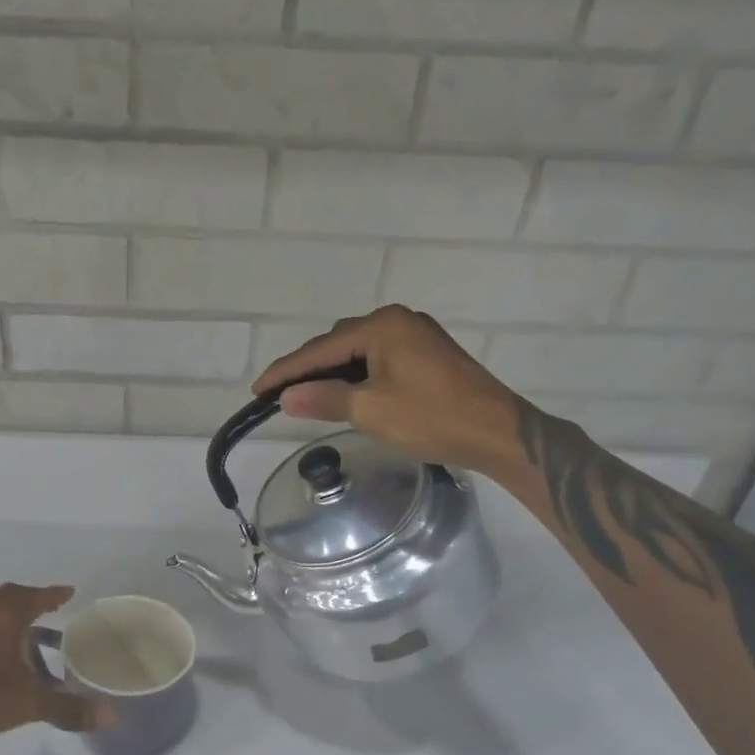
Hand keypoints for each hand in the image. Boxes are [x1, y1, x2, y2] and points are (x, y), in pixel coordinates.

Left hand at [0, 583, 116, 744]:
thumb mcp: (29, 702)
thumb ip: (68, 708)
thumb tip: (112, 715)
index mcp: (5, 616)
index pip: (35, 596)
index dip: (53, 594)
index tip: (70, 592)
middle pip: (11, 601)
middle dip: (34, 605)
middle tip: (54, 614)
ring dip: (16, 627)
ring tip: (36, 646)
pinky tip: (6, 668)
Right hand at [251, 305, 523, 471]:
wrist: (497, 433)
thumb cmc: (432, 418)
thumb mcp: (371, 410)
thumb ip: (324, 398)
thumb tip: (287, 396)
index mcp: (382, 326)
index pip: (320, 349)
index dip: (286, 371)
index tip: (257, 390)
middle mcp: (398, 321)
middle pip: (339, 344)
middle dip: (308, 369)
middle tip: (279, 395)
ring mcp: (417, 336)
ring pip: (359, 352)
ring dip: (333, 373)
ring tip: (307, 396)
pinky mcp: (428, 355)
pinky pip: (378, 359)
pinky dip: (357, 375)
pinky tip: (347, 394)